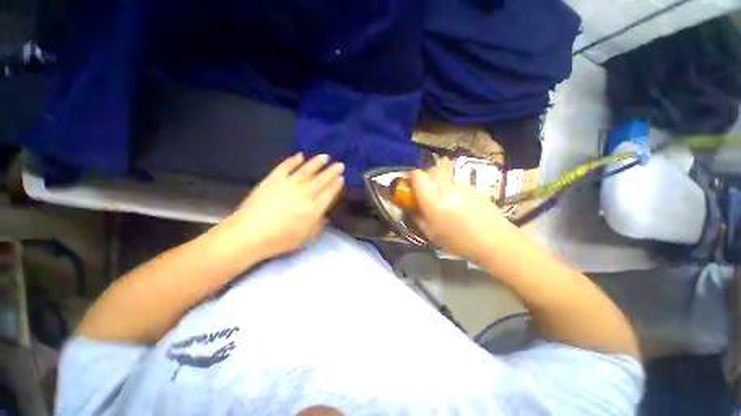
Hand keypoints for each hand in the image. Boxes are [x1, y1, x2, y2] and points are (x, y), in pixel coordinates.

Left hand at [217, 153, 343, 260]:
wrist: (249, 234)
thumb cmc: (280, 240)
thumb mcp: (306, 238)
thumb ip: (318, 225)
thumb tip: (324, 215)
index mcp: (314, 208)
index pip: (329, 193)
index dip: (336, 185)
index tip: (342, 178)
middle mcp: (304, 193)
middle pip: (322, 180)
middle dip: (332, 171)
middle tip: (340, 164)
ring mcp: (288, 185)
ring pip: (307, 170)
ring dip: (317, 163)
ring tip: (325, 156)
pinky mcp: (272, 180)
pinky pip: (285, 167)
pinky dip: (293, 161)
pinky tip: (299, 155)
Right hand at [410, 159, 513, 263]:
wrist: (494, 241)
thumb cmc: (458, 242)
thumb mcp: (431, 234)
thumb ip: (418, 217)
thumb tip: (411, 207)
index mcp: (433, 201)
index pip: (418, 176)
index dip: (410, 176)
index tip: (408, 182)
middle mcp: (447, 189)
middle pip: (433, 169)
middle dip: (426, 175)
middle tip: (424, 187)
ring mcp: (462, 186)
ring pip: (446, 175)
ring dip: (439, 182)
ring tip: (443, 198)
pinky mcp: (473, 187)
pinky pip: (457, 183)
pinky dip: (451, 188)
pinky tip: (458, 203)